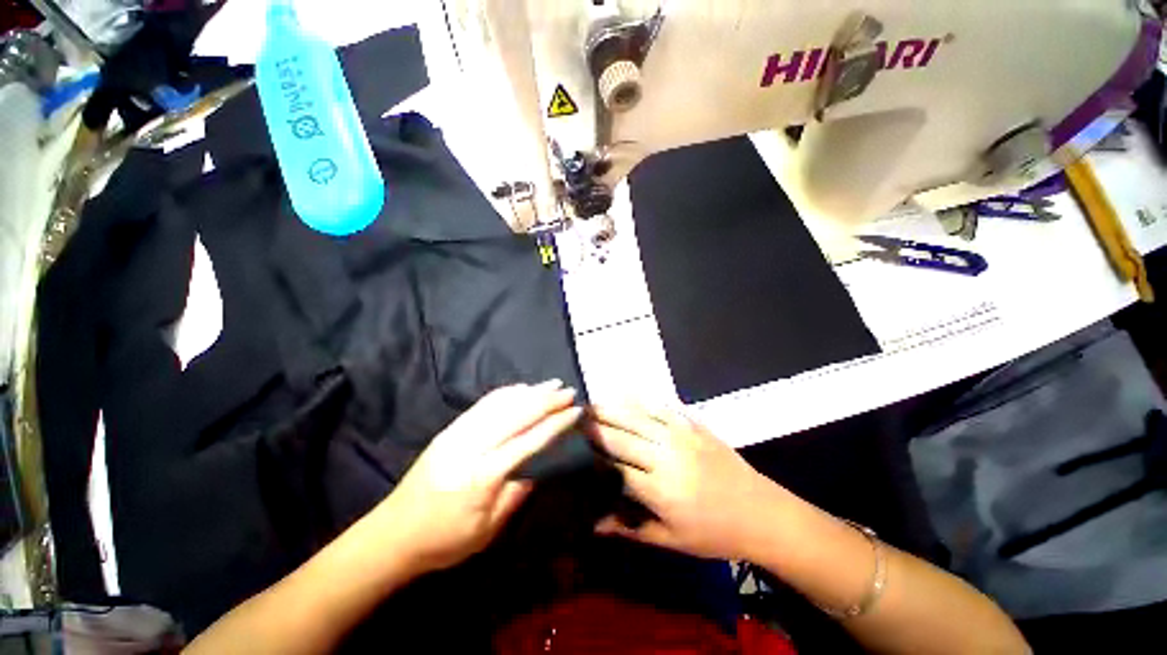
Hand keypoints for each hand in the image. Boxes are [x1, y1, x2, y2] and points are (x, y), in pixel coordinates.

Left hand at [375, 381, 580, 572]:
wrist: (391, 535)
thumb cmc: (443, 542)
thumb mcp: (486, 532)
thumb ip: (514, 496)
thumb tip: (536, 471)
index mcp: (484, 475)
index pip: (529, 441)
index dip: (555, 423)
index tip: (575, 411)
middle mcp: (473, 447)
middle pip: (517, 415)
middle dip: (547, 400)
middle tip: (569, 390)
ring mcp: (458, 434)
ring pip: (501, 404)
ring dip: (530, 392)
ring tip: (551, 384)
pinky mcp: (450, 430)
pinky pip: (482, 404)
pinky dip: (505, 393)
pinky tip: (520, 388)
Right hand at [589, 404, 787, 559]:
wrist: (762, 514)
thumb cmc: (714, 534)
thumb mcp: (671, 541)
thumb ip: (629, 529)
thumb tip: (593, 523)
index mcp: (658, 489)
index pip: (615, 466)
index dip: (593, 455)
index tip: (574, 445)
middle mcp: (665, 456)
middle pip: (622, 436)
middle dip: (596, 426)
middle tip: (575, 417)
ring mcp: (681, 436)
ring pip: (637, 417)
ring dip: (612, 409)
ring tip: (592, 403)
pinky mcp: (693, 425)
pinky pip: (662, 407)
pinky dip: (641, 399)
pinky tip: (627, 393)